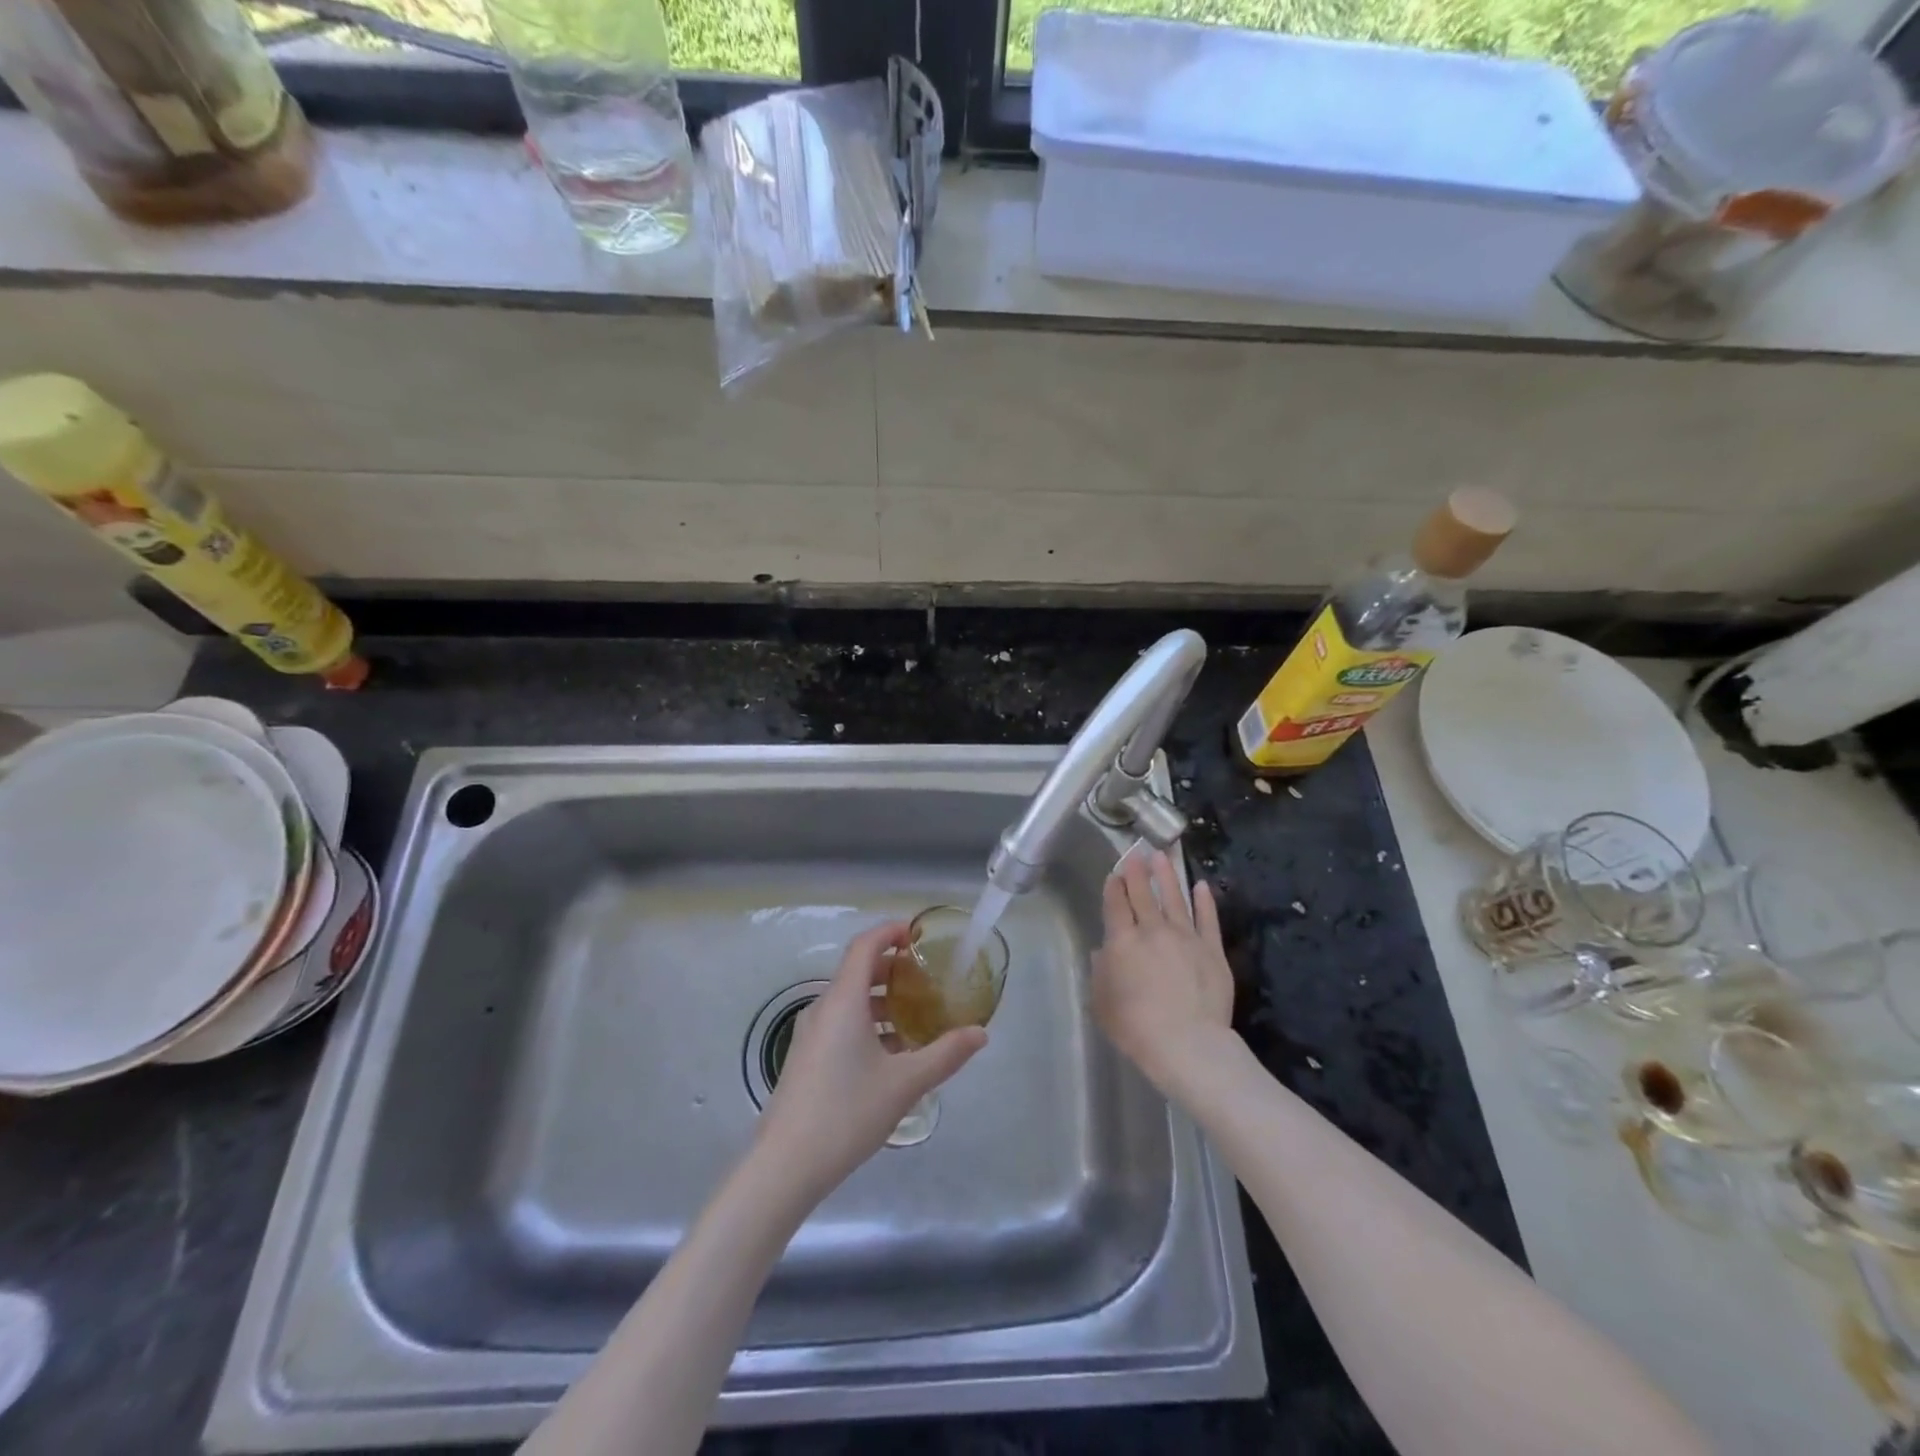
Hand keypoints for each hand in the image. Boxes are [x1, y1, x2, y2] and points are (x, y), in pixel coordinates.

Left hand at [756, 921, 986, 1200]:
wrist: (785, 1166)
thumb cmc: (847, 1113)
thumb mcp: (905, 1084)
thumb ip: (945, 1054)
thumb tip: (980, 1033)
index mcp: (843, 1001)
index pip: (865, 945)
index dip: (890, 931)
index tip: (918, 934)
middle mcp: (824, 1008)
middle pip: (858, 970)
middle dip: (892, 967)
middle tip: (927, 977)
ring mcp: (811, 1034)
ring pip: (849, 1000)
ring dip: (881, 998)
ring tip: (916, 1016)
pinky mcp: (807, 1058)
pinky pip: (841, 1023)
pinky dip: (868, 1022)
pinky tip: (891, 1053)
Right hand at [1092, 849, 1236, 1093]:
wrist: (1186, 1043)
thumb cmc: (1135, 1027)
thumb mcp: (1102, 1003)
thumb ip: (1100, 973)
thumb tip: (1103, 952)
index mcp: (1122, 941)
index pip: (1116, 905)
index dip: (1114, 887)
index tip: (1115, 874)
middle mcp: (1153, 930)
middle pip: (1143, 894)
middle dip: (1137, 872)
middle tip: (1136, 853)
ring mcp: (1186, 937)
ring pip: (1175, 898)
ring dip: (1168, 876)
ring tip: (1163, 856)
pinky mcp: (1212, 949)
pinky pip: (1208, 919)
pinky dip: (1205, 901)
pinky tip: (1202, 886)